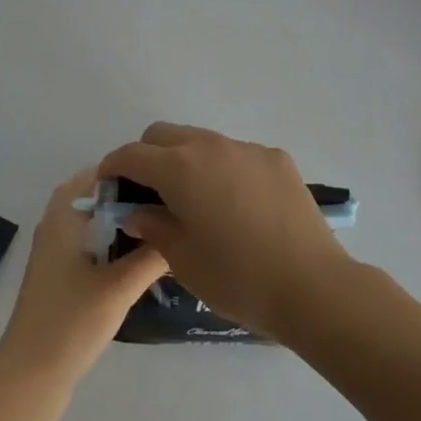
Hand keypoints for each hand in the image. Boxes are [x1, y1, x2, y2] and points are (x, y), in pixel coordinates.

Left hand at [0, 169, 166, 386]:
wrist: (30, 378)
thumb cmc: (71, 323)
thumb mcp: (119, 287)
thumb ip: (151, 255)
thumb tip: (181, 228)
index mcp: (62, 216)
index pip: (97, 173)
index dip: (128, 171)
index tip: (162, 178)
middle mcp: (56, 226)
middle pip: (98, 199)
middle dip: (131, 199)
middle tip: (170, 204)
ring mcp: (57, 254)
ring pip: (96, 225)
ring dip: (124, 225)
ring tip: (164, 228)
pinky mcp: (61, 279)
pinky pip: (93, 246)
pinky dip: (115, 246)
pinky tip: (143, 261)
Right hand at [98, 123, 353, 340]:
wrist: (312, 285)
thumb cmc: (238, 279)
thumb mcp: (183, 261)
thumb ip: (154, 227)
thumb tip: (138, 212)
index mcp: (179, 169)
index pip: (132, 154)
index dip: (113, 167)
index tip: (108, 186)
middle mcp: (210, 146)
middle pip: (164, 135)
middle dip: (147, 156)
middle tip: (149, 193)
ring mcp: (246, 148)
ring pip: (201, 141)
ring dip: (186, 161)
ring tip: (196, 201)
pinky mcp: (276, 158)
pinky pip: (236, 154)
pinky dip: (224, 170)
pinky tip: (238, 207)